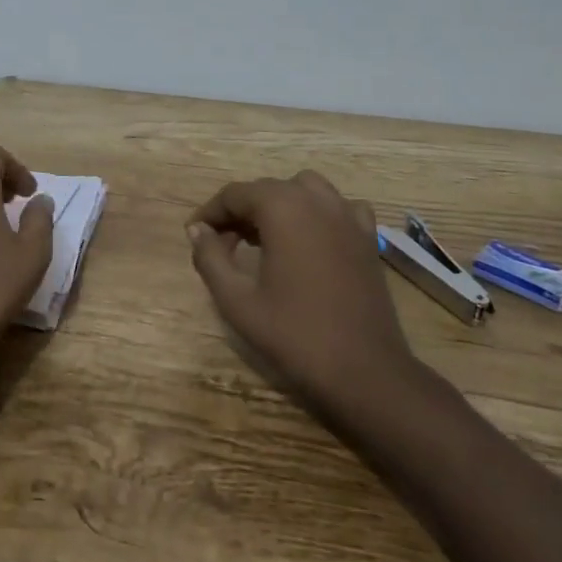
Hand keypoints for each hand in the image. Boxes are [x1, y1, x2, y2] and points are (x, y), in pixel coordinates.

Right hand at [187, 171, 412, 411]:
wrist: (365, 372)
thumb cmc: (294, 335)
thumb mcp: (237, 300)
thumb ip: (210, 258)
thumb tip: (197, 230)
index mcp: (282, 208)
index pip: (234, 195)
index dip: (210, 213)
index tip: (194, 235)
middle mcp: (316, 200)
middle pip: (266, 189)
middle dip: (239, 212)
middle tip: (221, 246)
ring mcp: (347, 216)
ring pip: (303, 189)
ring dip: (278, 205)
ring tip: (263, 239)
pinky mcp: (367, 237)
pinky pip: (337, 207)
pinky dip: (318, 213)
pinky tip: (310, 240)